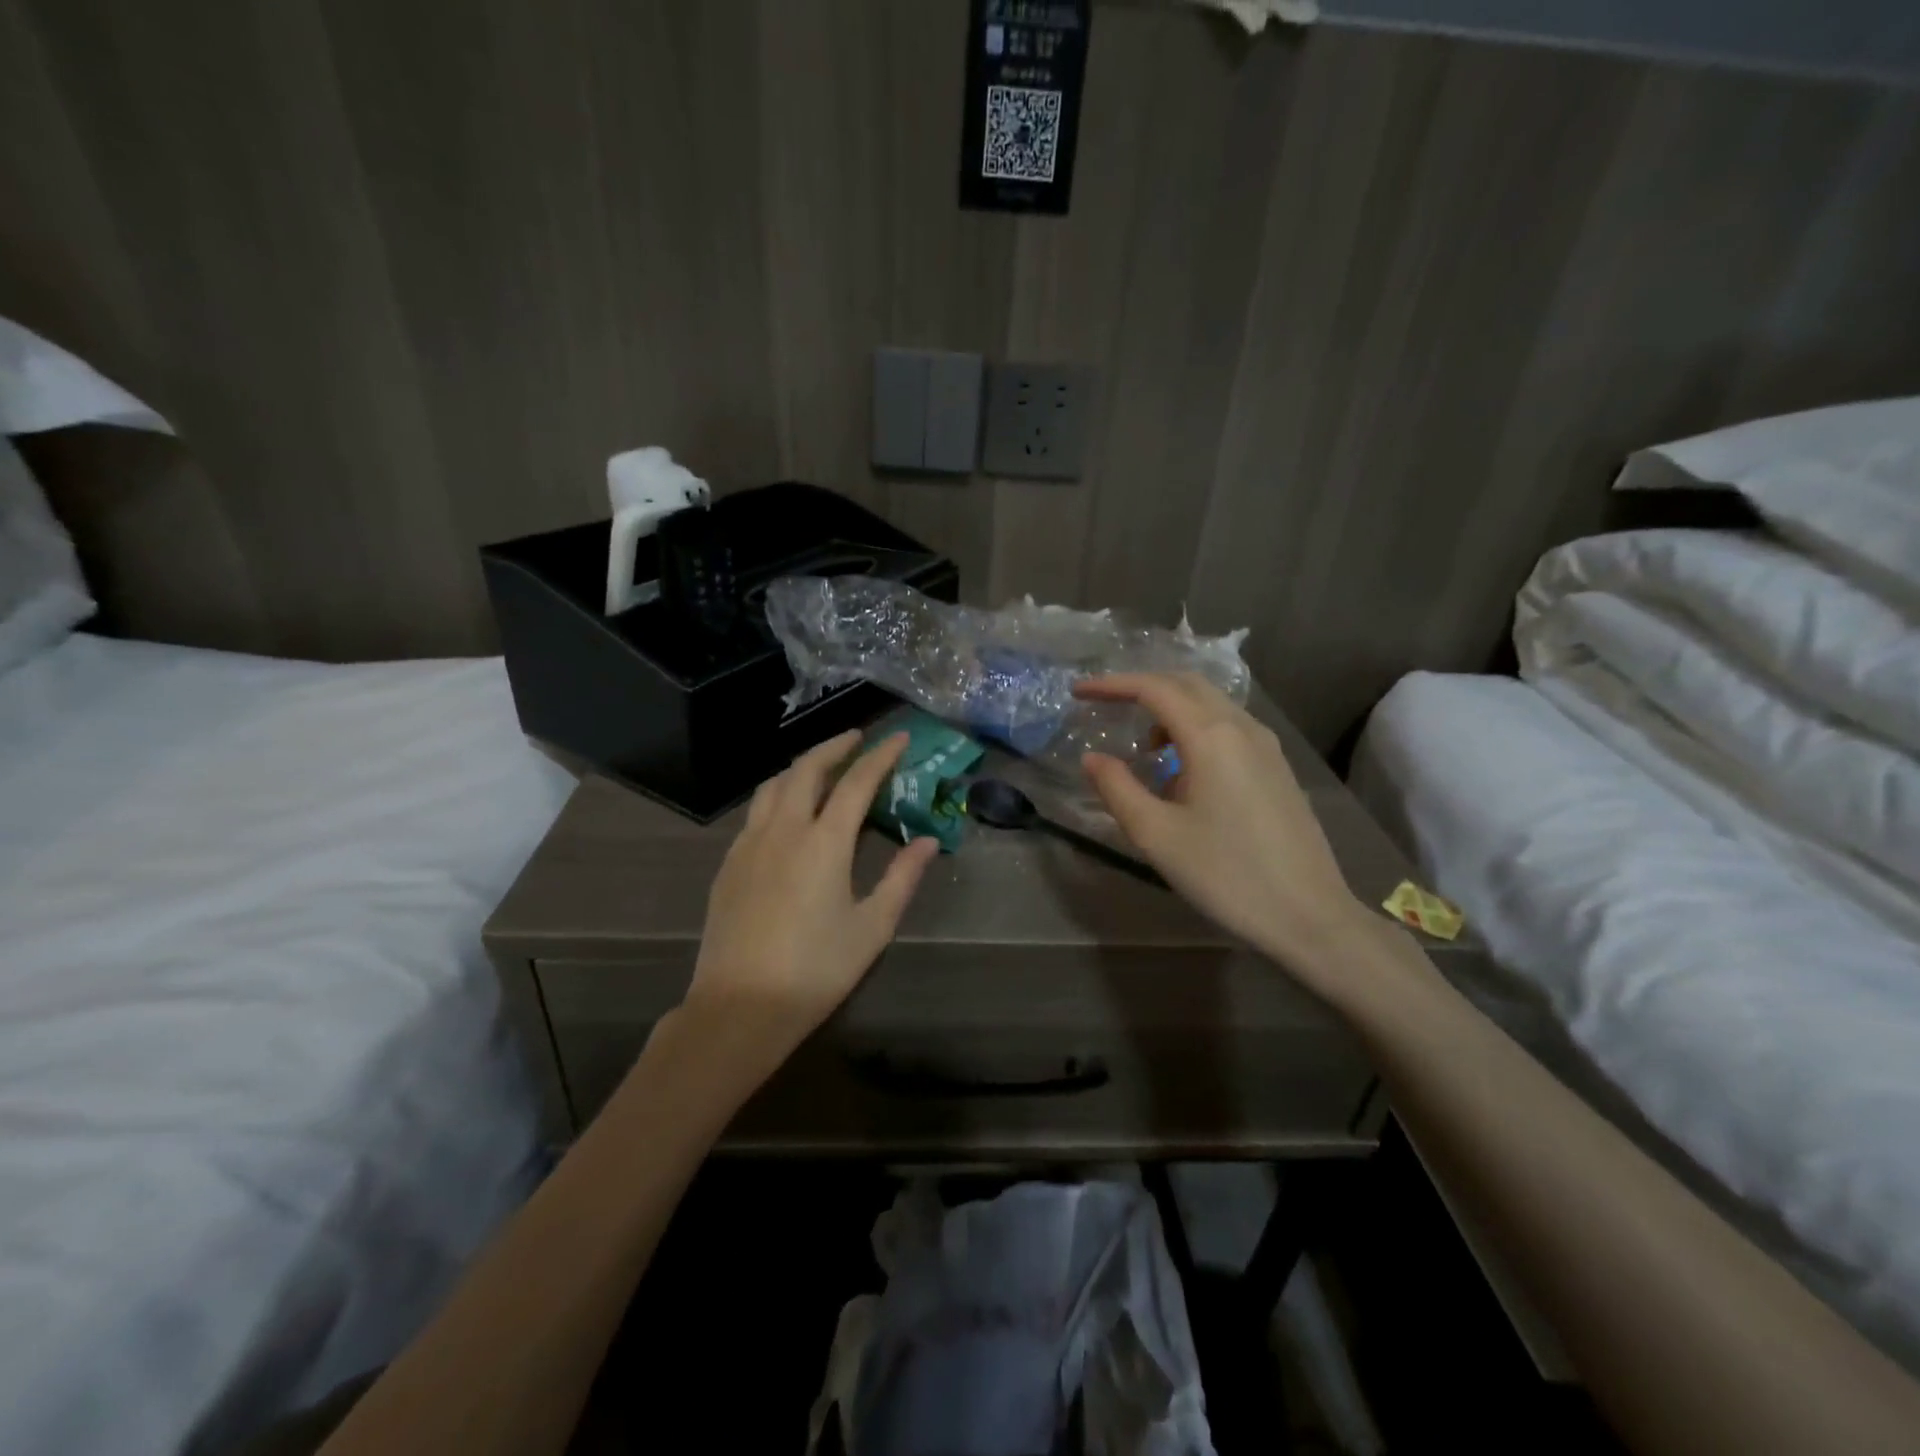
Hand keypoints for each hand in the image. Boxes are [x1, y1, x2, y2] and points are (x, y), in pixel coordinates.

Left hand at [684, 729, 938, 1069]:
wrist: (739, 1007)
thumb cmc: (815, 970)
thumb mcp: (872, 928)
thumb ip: (901, 878)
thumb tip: (927, 841)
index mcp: (824, 842)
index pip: (856, 782)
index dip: (880, 756)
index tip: (898, 737)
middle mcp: (783, 830)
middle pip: (806, 769)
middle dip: (834, 746)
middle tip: (857, 738)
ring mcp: (749, 845)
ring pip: (773, 786)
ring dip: (801, 767)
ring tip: (821, 767)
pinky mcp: (728, 864)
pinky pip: (755, 812)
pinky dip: (777, 794)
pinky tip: (786, 812)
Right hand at [1077, 674, 1371, 991]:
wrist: (1308, 914)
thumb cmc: (1226, 874)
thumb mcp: (1156, 835)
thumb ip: (1117, 789)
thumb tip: (1093, 758)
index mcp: (1211, 737)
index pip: (1154, 689)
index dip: (1112, 685)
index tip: (1079, 692)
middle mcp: (1242, 728)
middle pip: (1186, 684)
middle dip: (1142, 685)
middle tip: (1107, 704)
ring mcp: (1266, 746)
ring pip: (1211, 703)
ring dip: (1171, 708)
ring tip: (1144, 745)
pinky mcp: (1277, 767)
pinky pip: (1229, 726)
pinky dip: (1195, 727)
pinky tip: (1183, 768)